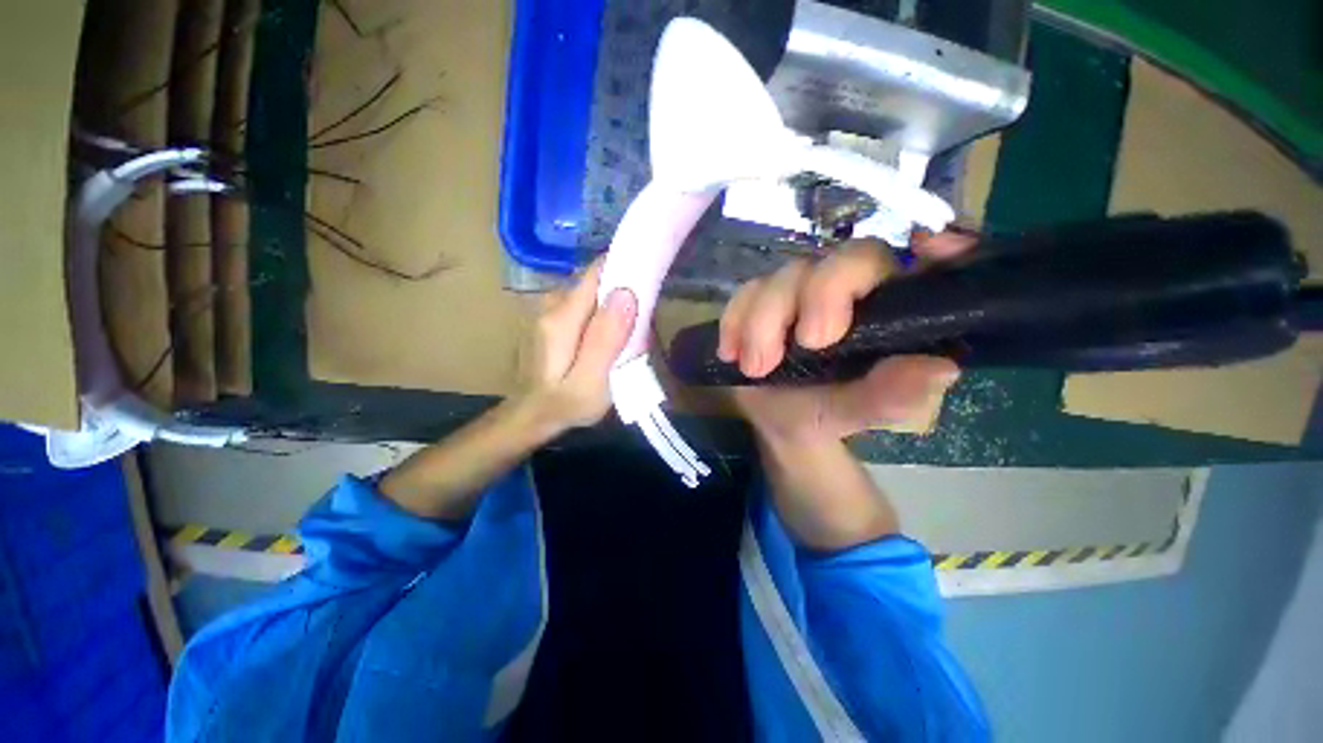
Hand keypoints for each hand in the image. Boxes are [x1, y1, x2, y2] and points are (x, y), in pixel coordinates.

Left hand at [515, 259, 637, 436]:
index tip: (652, 275)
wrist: (531, 417)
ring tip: (633, 338)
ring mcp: (552, 310)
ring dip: (619, 309)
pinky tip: (614, 341)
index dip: (626, 268)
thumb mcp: (590, 381)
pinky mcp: (557, 320)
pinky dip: (607, 318)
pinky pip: (590, 307)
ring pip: (596, 296)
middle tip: (645, 326)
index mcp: (562, 317)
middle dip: (627, 296)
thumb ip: (606, 339)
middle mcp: (554, 304)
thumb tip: (626, 292)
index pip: (597, 273)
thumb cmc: (564, 405)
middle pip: (599, 283)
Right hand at [719, 234, 975, 443]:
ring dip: (765, 320)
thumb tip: (940, 370)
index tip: (932, 248)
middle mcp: (851, 289)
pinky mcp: (763, 299)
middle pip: (846, 258)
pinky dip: (735, 321)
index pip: (926, 263)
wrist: (777, 419)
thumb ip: (893, 396)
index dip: (940, 246)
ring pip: (787, 275)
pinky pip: (746, 293)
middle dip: (822, 295)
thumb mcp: (859, 413)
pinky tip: (732, 353)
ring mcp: (803, 290)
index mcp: (893, 310)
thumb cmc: (828, 413)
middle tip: (809, 344)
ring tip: (756, 368)